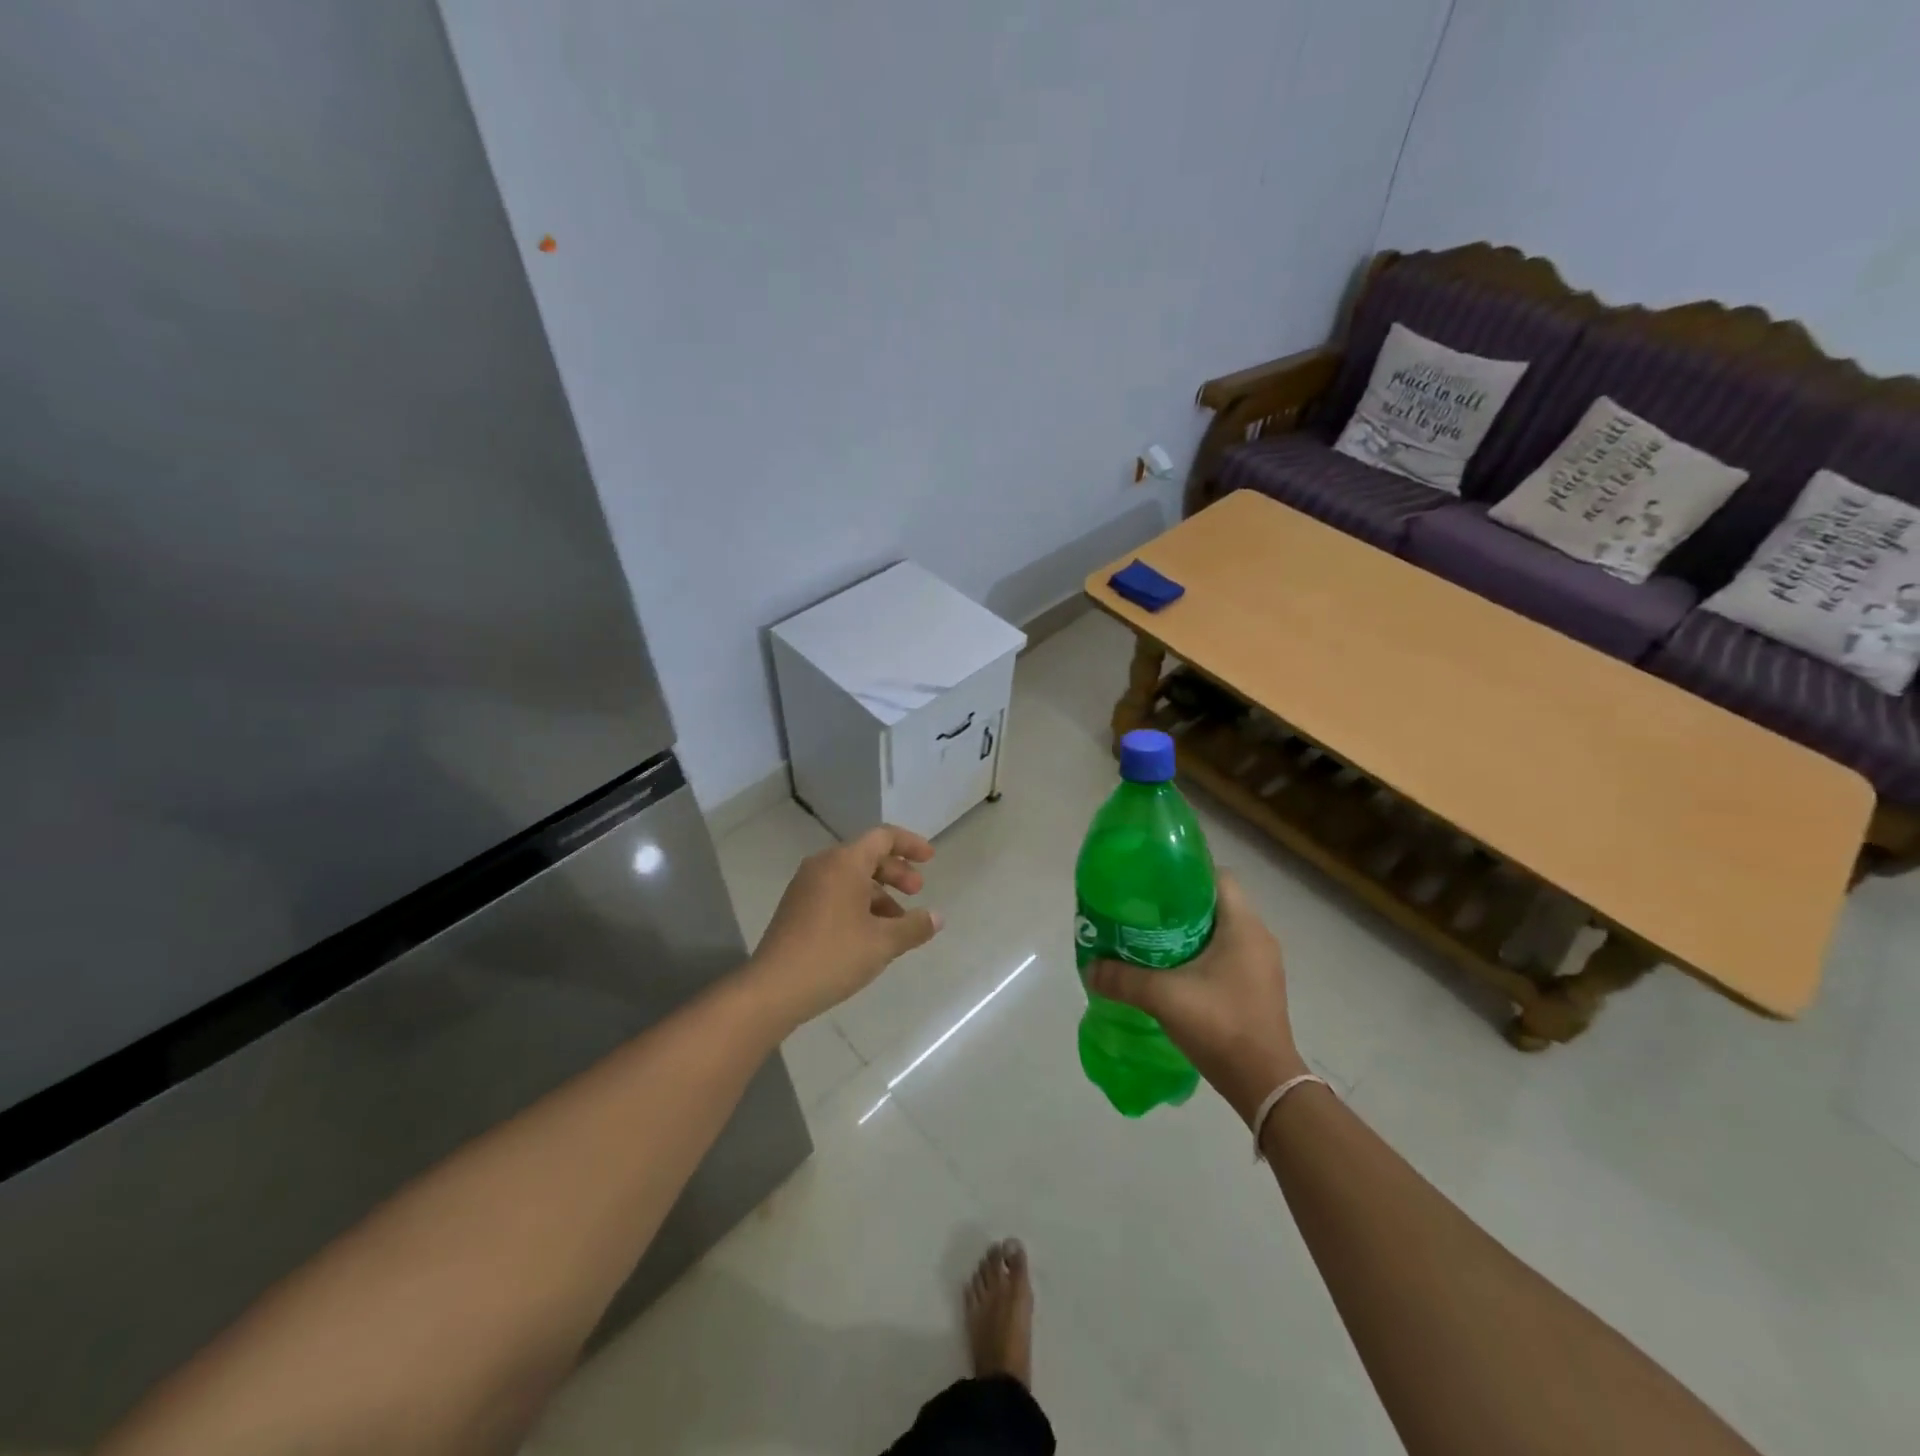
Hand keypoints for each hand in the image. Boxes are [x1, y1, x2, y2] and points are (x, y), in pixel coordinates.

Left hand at [746, 825, 942, 1029]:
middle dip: (896, 872)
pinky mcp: (796, 908)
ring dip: (879, 893)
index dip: (910, 844)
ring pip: (851, 878)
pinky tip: (870, 935)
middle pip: (867, 856)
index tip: (930, 859)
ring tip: (897, 924)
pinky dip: (858, 904)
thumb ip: (914, 926)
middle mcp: (823, 866)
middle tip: (916, 893)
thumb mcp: (883, 943)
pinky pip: (835, 893)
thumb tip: (936, 917)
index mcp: (844, 863)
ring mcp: (805, 887)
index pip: (883, 837)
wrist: (773, 989)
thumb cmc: (833, 956)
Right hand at [1086, 870, 1305, 1124]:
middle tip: (1143, 910)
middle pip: (1216, 903)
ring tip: (1151, 938)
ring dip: (1189, 931)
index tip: (1153, 880)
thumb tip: (1089, 967)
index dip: (1186, 871)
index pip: (1218, 876)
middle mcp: (1258, 938)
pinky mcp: (1257, 988)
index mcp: (1244, 926)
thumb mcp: (1164, 997)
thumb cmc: (1220, 1025)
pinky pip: (1226, 955)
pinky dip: (1200, 954)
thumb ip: (1123, 979)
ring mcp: (1261, 965)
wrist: (1264, 1084)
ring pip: (1220, 931)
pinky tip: (1172, 970)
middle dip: (1179, 903)